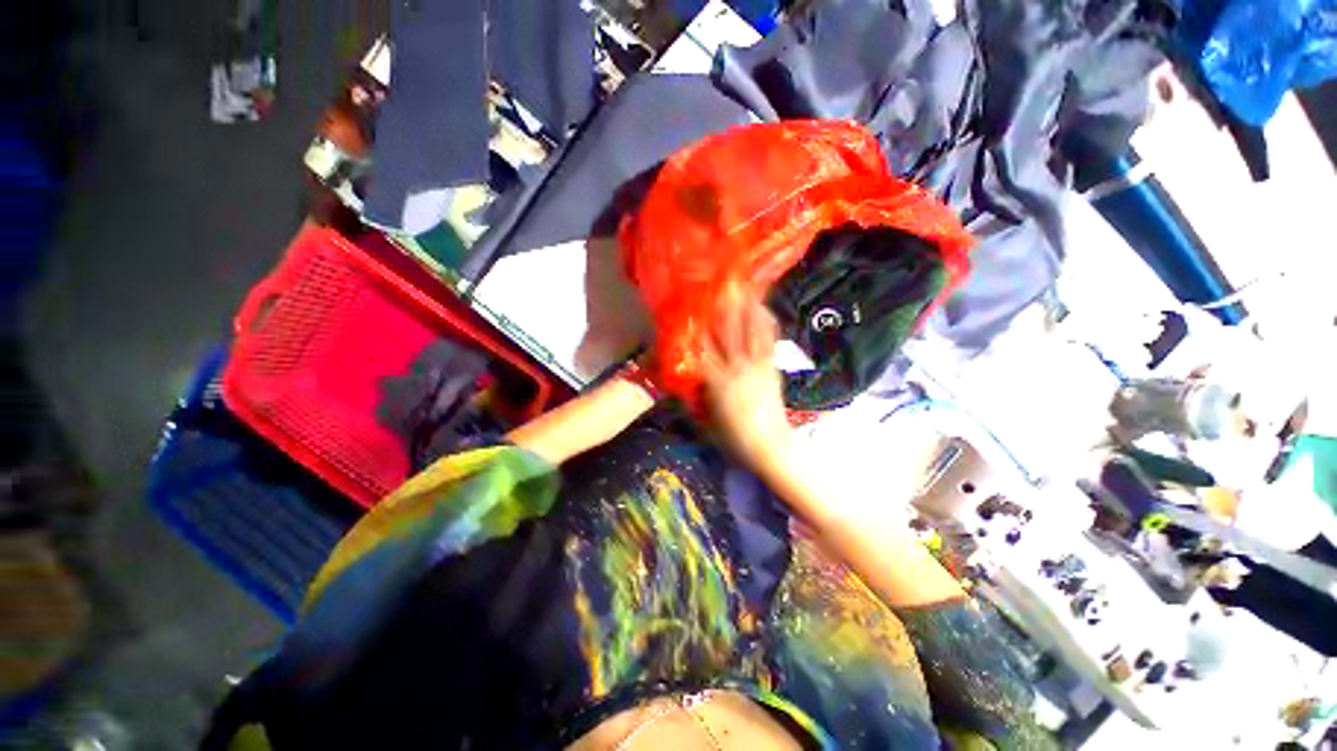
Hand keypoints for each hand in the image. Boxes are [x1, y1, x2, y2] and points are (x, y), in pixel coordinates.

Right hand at [699, 291, 792, 471]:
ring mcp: (758, 366)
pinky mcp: (772, 368)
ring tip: (744, 285)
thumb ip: (695, 396)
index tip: (690, 306)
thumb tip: (688, 376)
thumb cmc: (734, 440)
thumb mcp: (706, 421)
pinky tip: (763, 309)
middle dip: (723, 305)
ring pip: (751, 330)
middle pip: (728, 331)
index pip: (702, 347)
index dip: (696, 325)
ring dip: (747, 306)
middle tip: (720, 282)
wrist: (771, 448)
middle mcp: (738, 367)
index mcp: (718, 382)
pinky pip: (769, 341)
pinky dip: (766, 323)